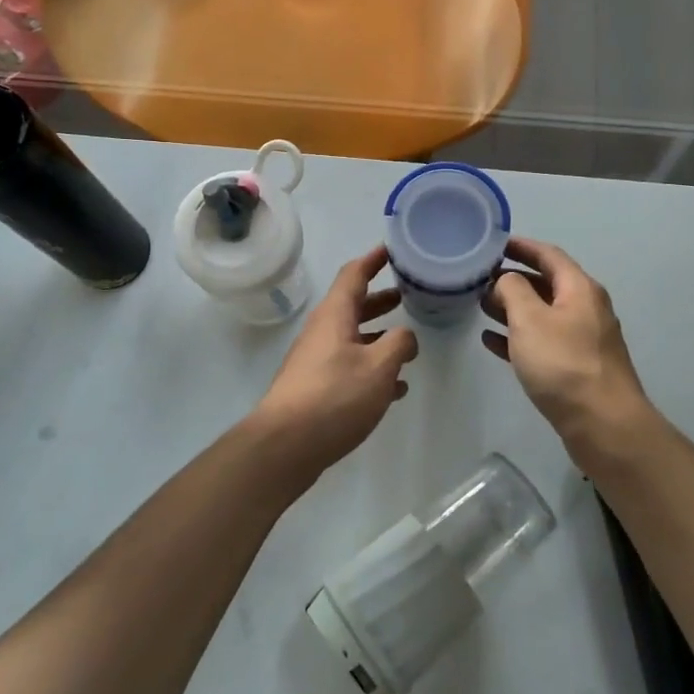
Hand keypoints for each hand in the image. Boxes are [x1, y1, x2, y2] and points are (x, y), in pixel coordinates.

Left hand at [249, 245, 418, 481]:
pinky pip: (349, 367)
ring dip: (379, 336)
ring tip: (407, 343)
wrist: (285, 445)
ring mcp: (317, 361)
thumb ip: (399, 344)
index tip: (392, 249)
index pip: (354, 274)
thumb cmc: (334, 396)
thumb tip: (405, 337)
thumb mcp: (378, 367)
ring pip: (353, 338)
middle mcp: (323, 332)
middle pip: (353, 305)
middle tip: (407, 295)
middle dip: (380, 299)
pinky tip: (395, 387)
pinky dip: (372, 368)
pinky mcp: (316, 388)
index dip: (373, 259)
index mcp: (334, 315)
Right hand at [482, 238, 660, 464]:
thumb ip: (513, 290)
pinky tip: (493, 343)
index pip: (548, 255)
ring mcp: (583, 339)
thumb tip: (507, 279)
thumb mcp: (530, 319)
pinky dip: (519, 338)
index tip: (493, 244)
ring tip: (480, 307)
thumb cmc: (563, 364)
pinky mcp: (576, 368)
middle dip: (512, 280)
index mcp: (579, 289)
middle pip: (546, 284)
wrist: (604, 425)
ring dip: (513, 309)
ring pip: (542, 314)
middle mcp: (585, 308)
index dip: (521, 246)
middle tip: (479, 280)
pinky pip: (543, 342)